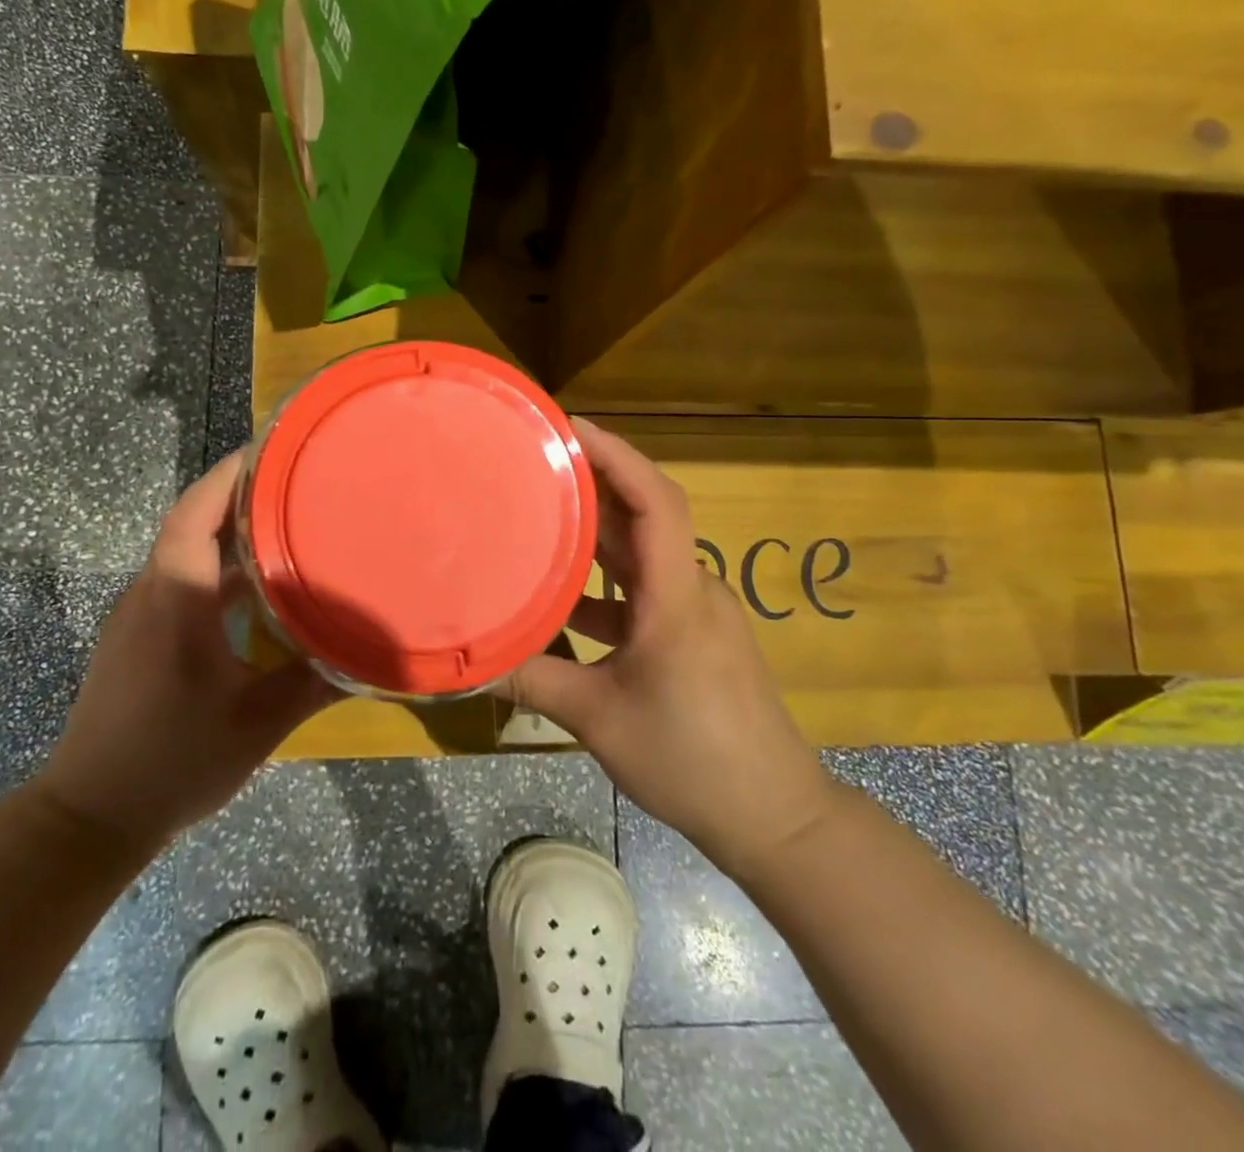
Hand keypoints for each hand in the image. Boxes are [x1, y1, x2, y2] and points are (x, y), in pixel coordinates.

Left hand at [35, 452, 338, 844]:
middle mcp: (150, 594)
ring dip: (228, 536)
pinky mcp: (135, 640)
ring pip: (184, 555)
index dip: (228, 475)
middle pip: (190, 524)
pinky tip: (253, 592)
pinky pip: (178, 583)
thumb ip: (315, 683)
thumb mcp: (259, 723)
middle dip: (239, 498)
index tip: (270, 451)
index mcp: (176, 598)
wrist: (90, 817)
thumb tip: (370, 655)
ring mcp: (137, 617)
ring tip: (284, 529)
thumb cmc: (174, 760)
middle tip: (295, 485)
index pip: (194, 513)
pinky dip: (215, 570)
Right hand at [500, 421, 834, 866]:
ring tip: (538, 515)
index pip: (656, 501)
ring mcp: (696, 613)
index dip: (617, 455)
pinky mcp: (694, 636)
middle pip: (645, 516)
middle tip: (536, 462)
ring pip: (642, 555)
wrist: (774, 816)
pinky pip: (644, 591)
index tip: (571, 427)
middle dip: (594, 483)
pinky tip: (561, 600)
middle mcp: (692, 589)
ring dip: (596, 534)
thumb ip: (533, 681)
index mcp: (676, 596)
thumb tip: (469, 662)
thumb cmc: (692, 760)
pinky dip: (604, 585)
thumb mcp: (598, 720)